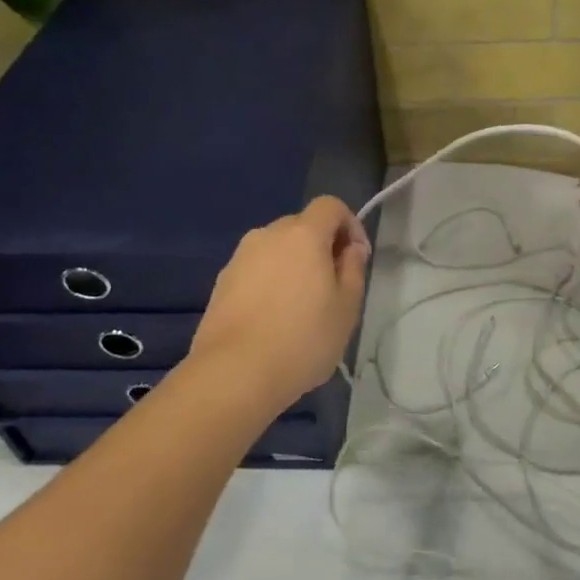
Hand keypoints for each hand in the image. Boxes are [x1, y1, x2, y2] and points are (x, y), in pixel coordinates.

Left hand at [189, 197, 370, 408]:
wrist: (234, 373)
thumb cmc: (303, 339)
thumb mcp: (346, 307)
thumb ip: (353, 269)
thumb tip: (350, 248)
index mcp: (303, 234)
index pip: (330, 206)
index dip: (350, 224)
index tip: (358, 258)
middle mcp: (267, 235)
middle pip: (302, 226)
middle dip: (322, 246)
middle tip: (333, 286)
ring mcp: (239, 258)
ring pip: (276, 249)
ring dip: (294, 265)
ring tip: (302, 307)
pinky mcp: (221, 283)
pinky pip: (256, 270)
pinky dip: (271, 282)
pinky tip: (274, 319)